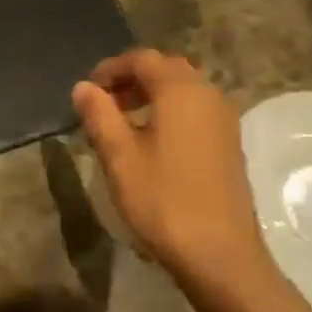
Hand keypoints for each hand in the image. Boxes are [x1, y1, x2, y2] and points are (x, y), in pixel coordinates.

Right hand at [71, 50, 277, 293]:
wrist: (218, 252)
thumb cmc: (162, 200)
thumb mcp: (119, 157)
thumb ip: (99, 115)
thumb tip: (83, 87)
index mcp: (181, 91)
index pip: (143, 59)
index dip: (111, 68)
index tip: (87, 91)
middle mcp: (208, 95)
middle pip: (167, 69)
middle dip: (132, 79)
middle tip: (103, 104)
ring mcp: (224, 120)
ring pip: (183, 90)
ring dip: (151, 96)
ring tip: (121, 123)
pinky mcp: (228, 143)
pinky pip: (195, 110)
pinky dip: (169, 112)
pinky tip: (150, 143)